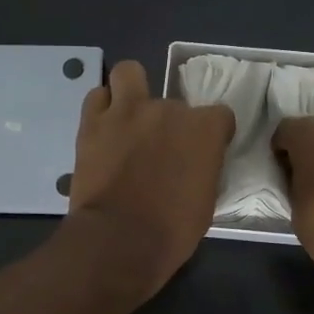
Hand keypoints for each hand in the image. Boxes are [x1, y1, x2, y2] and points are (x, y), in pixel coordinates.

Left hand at [63, 59, 234, 296]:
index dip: (213, 133)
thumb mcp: (206, 201)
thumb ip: (203, 169)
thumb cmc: (172, 230)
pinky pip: (97, 96)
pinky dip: (101, 107)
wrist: (119, 240)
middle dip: (169, 124)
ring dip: (131, 90)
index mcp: (204, 130)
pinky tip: (104, 126)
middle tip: (159, 150)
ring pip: (128, 73)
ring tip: (129, 115)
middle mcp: (168, 110)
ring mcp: (128, 111)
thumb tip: (194, 164)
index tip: (204, 152)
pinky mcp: (93, 121)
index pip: (220, 115)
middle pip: (174, 104)